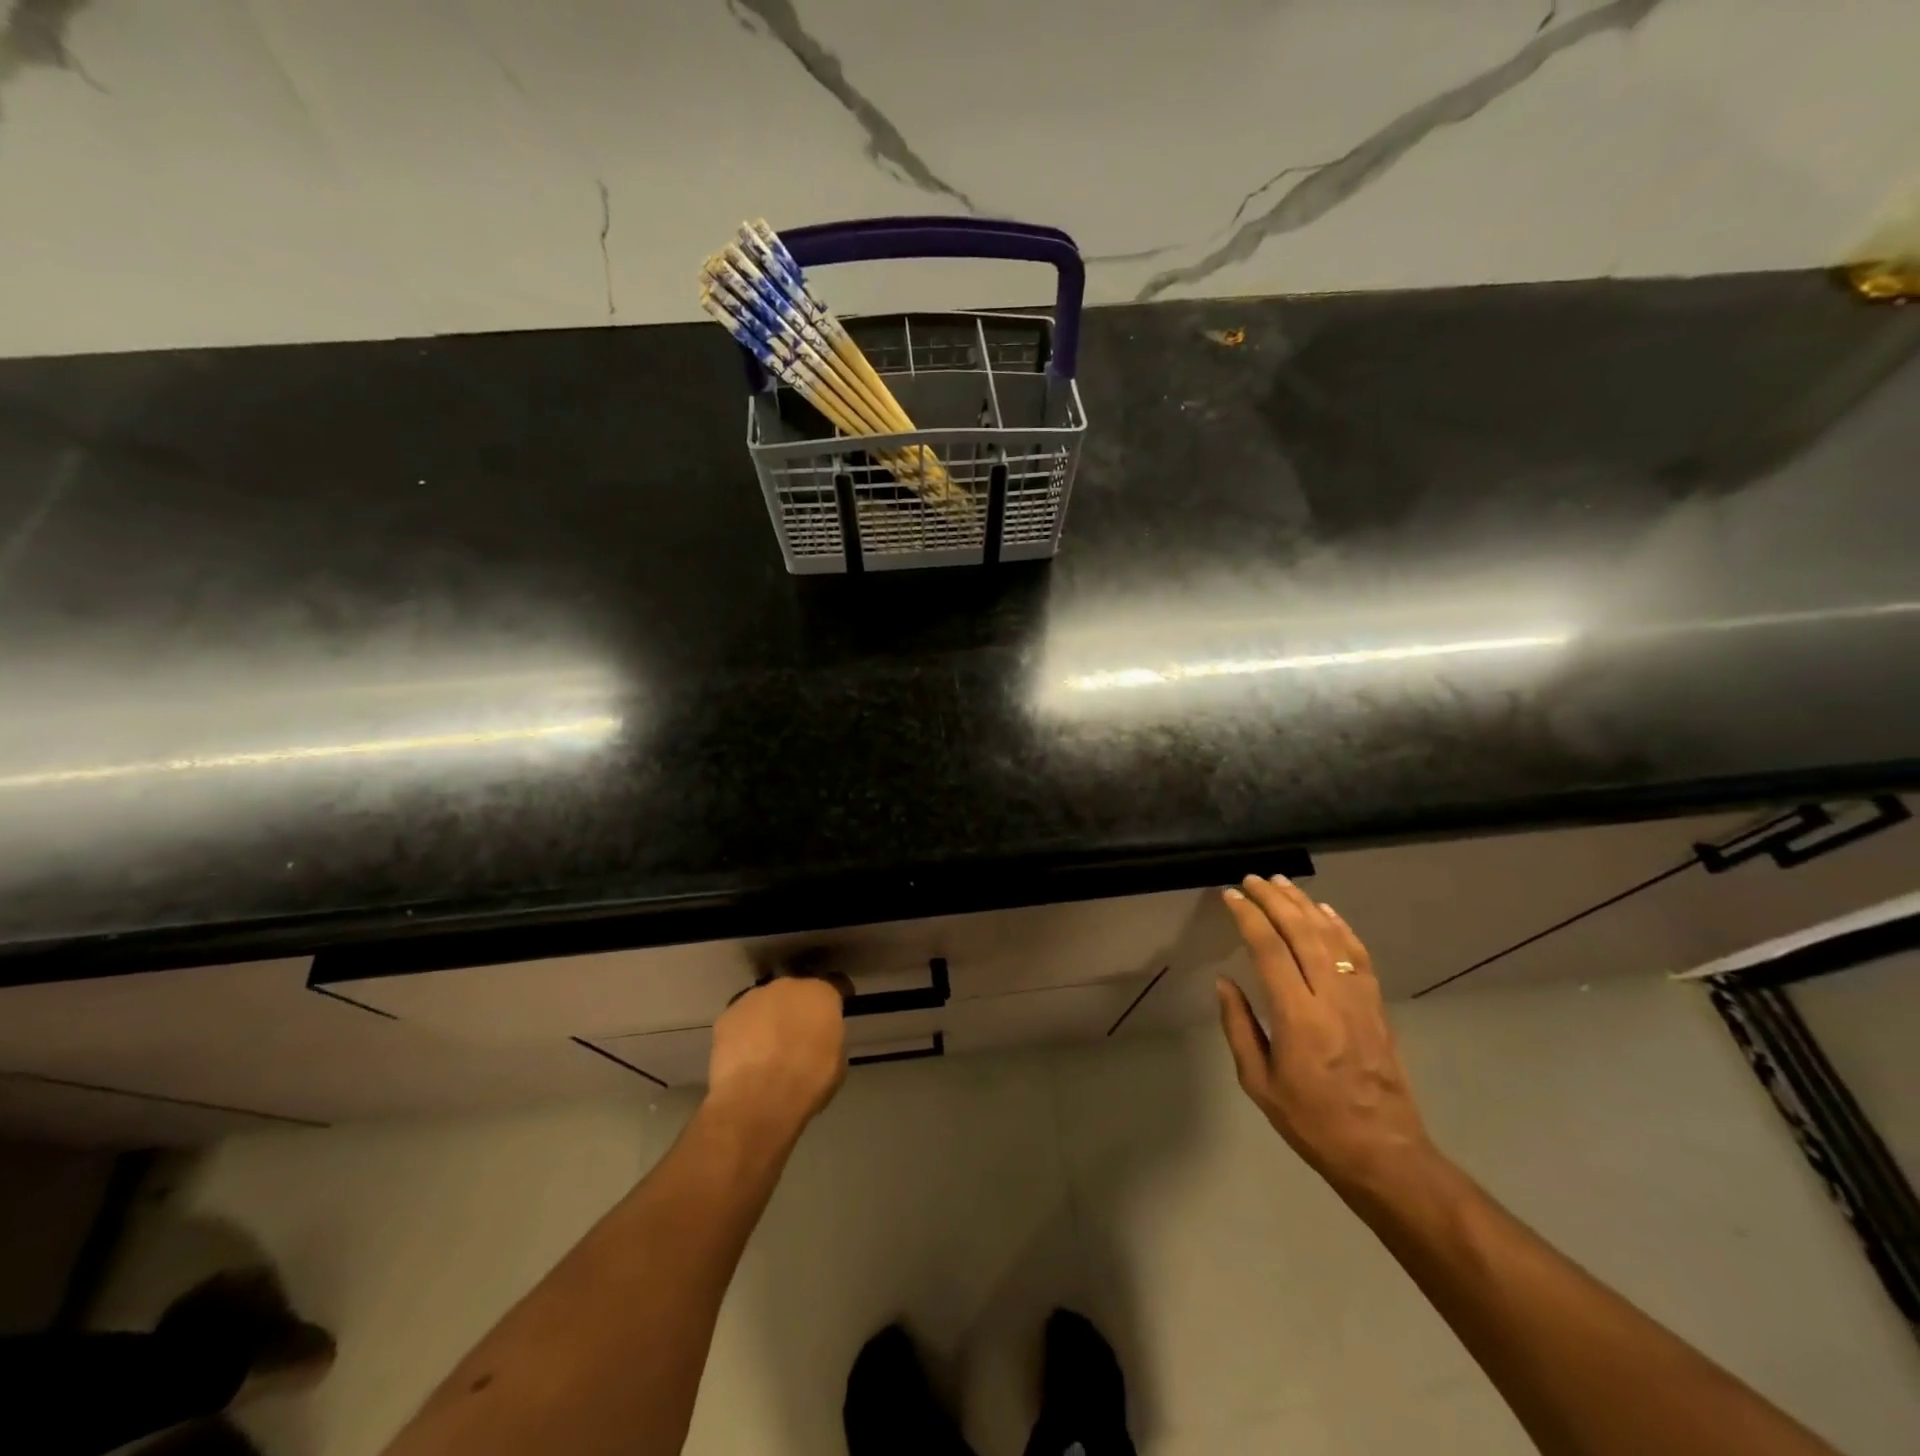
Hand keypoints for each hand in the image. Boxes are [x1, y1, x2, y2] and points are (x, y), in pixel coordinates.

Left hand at [705, 976, 846, 1141]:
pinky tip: (745, 1056)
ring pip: (766, 1003)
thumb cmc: (808, 1082)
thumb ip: (829, 1040)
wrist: (757, 1100)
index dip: (835, 1001)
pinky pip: (741, 1020)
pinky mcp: (727, 1016)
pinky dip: (744, 1032)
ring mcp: (753, 997)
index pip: (836, 985)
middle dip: (798, 1009)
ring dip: (769, 1018)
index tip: (834, 1016)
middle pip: (796, 992)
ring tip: (767, 1048)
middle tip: (798, 1035)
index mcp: (821, 994)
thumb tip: (819, 1041)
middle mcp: (788, 986)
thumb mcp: (837, 1063)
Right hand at [1217, 875, 1435, 1196]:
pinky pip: (1358, 955)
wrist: (1384, 1152)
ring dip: (1304, 905)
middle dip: (1274, 900)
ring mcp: (1359, 999)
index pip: (1269, 950)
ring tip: (1282, 883)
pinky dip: (1341, 927)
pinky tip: (1325, 911)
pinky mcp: (1376, 1005)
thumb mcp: (1259, 1083)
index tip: (1231, 896)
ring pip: (1331, 937)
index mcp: (1298, 1017)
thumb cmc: (1312, 1122)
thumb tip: (1224, 982)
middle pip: (1302, 932)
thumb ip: (1239, 1027)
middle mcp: (1331, 998)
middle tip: (1252, 879)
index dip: (1249, 917)